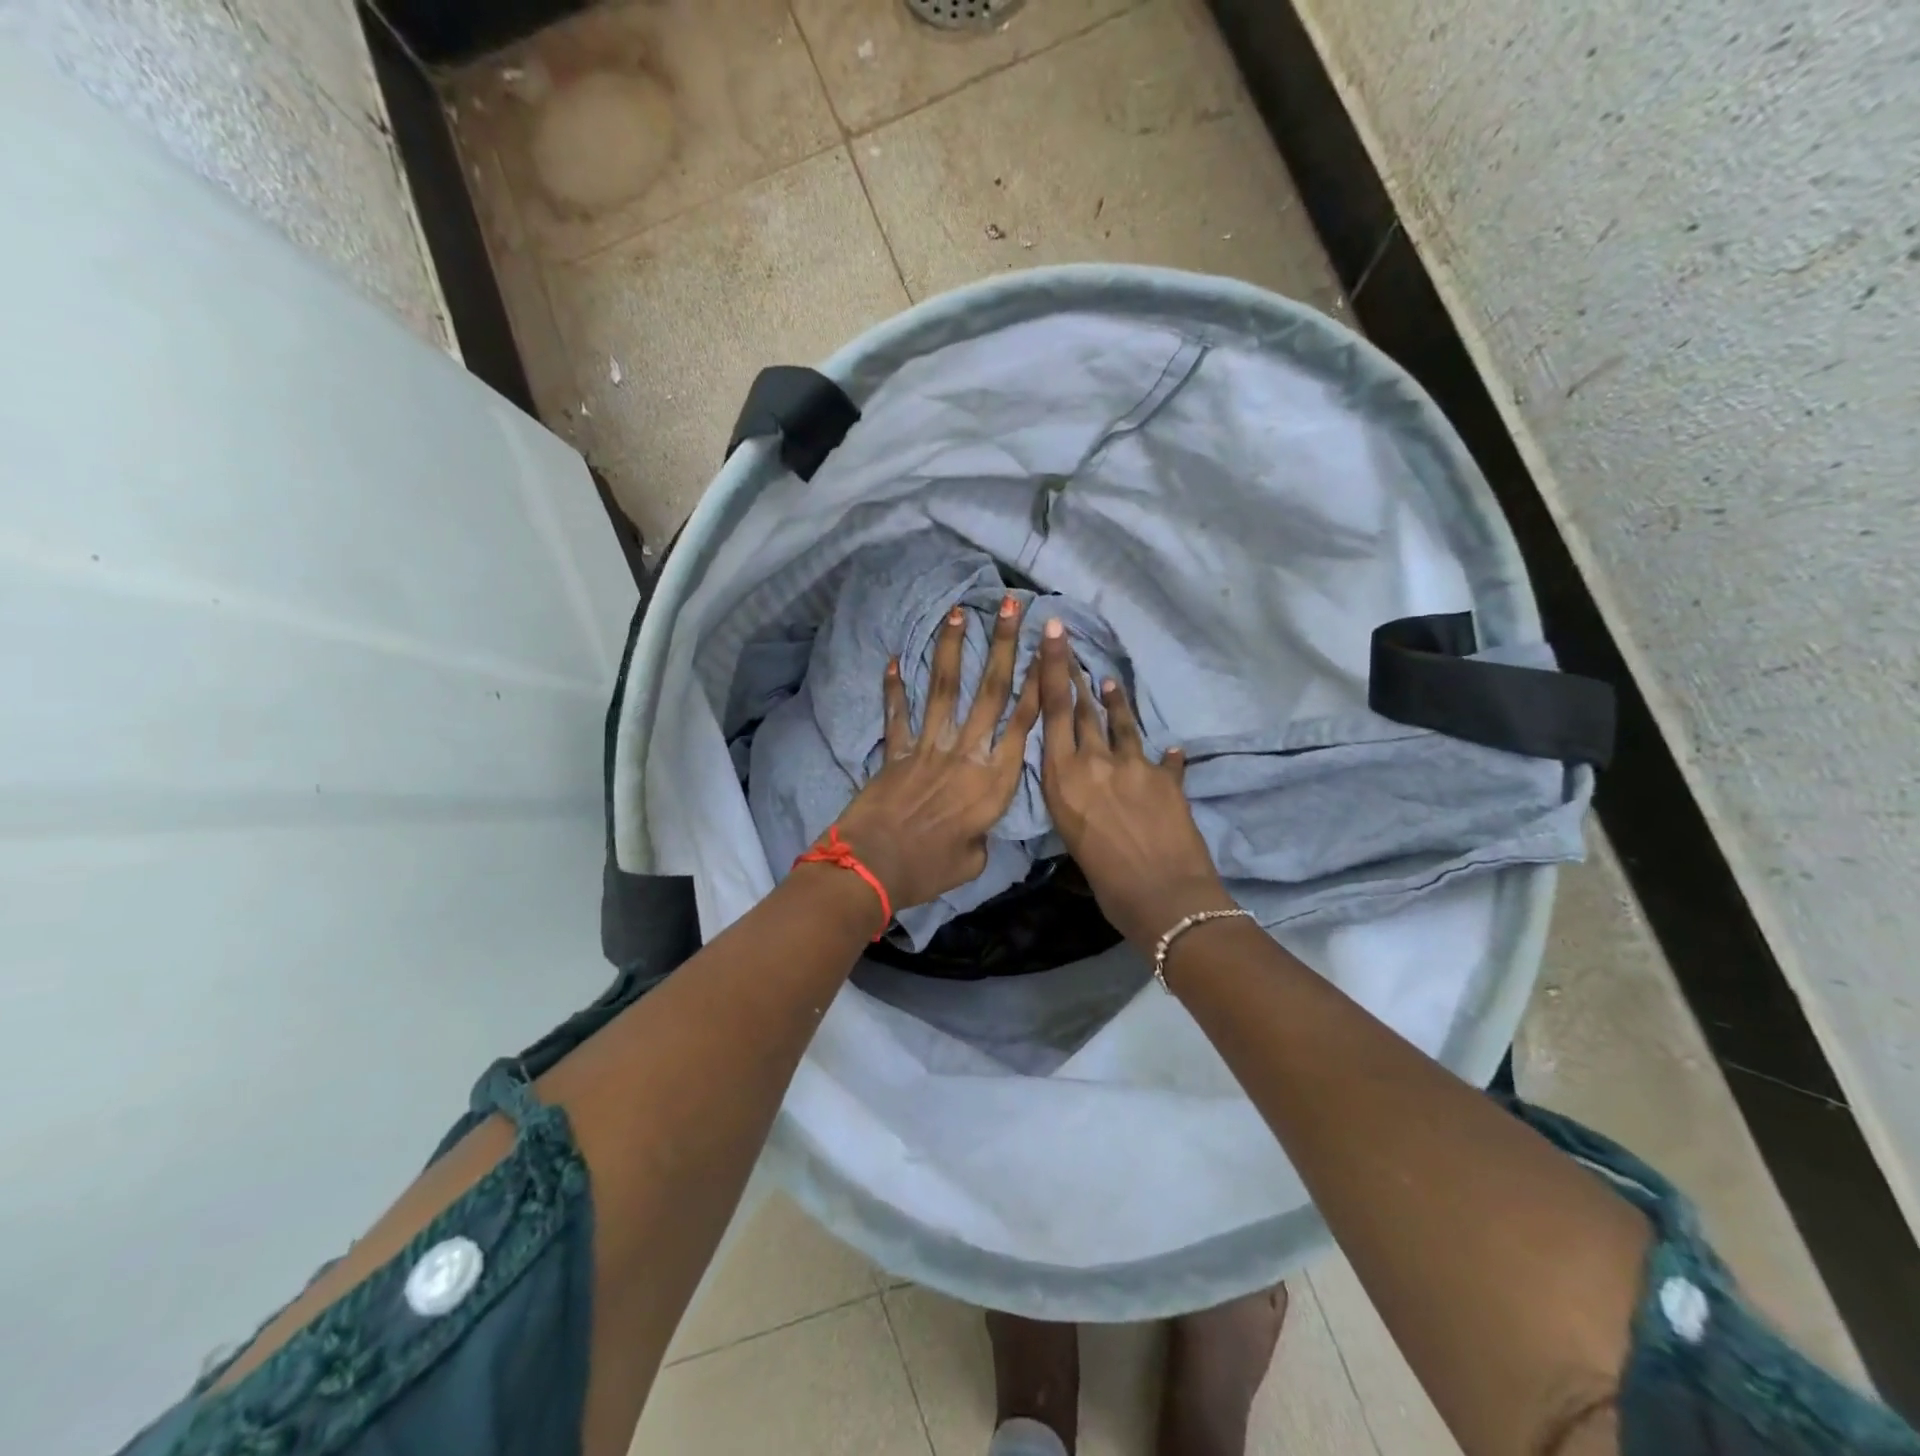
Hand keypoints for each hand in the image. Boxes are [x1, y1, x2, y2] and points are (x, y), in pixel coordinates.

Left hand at [832, 595, 1041, 914]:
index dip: (1038, 682)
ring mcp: (928, 748)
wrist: (872, 868)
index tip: (1048, 647)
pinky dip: (894, 688)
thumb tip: (974, 824)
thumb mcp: (974, 860)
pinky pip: (897, 714)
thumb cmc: (929, 869)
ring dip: (952, 648)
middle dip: (1005, 645)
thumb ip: (981, 833)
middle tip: (1013, 606)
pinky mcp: (895, 752)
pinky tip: (894, 659)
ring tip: (959, 611)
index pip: (1024, 722)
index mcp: (994, 780)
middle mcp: (966, 753)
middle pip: (990, 691)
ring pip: (945, 689)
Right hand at [1035, 620, 1231, 947]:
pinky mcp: (1167, 779)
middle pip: (1084, 710)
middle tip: (1070, 647)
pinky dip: (1165, 756)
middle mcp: (1095, 762)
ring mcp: (1134, 766)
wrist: (1163, 897)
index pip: (1054, 712)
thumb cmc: (1105, 882)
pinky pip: (1164, 760)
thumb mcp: (1072, 839)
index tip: (1052, 632)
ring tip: (1109, 681)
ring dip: (1115, 701)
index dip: (1051, 669)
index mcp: (1063, 778)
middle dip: (1074, 676)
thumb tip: (1083, 792)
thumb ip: (1074, 803)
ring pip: (1121, 724)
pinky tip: (1171, 750)